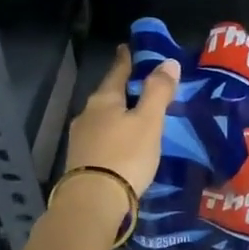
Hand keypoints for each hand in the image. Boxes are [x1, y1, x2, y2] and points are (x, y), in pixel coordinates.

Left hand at [61, 47, 179, 202]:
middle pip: (107, 95)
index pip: (117, 72)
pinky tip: (120, 143)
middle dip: (121, 89)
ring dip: (116, 114)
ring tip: (132, 117)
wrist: (93, 202)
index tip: (126, 47)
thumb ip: (158, 92)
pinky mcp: (80, 161)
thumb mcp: (148, 122)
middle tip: (138, 85)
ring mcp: (80, 139)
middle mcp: (87, 114)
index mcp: (104, 100)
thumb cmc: (125, 156)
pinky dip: (112, 135)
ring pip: (102, 118)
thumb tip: (168, 62)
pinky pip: (99, 138)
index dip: (125, 60)